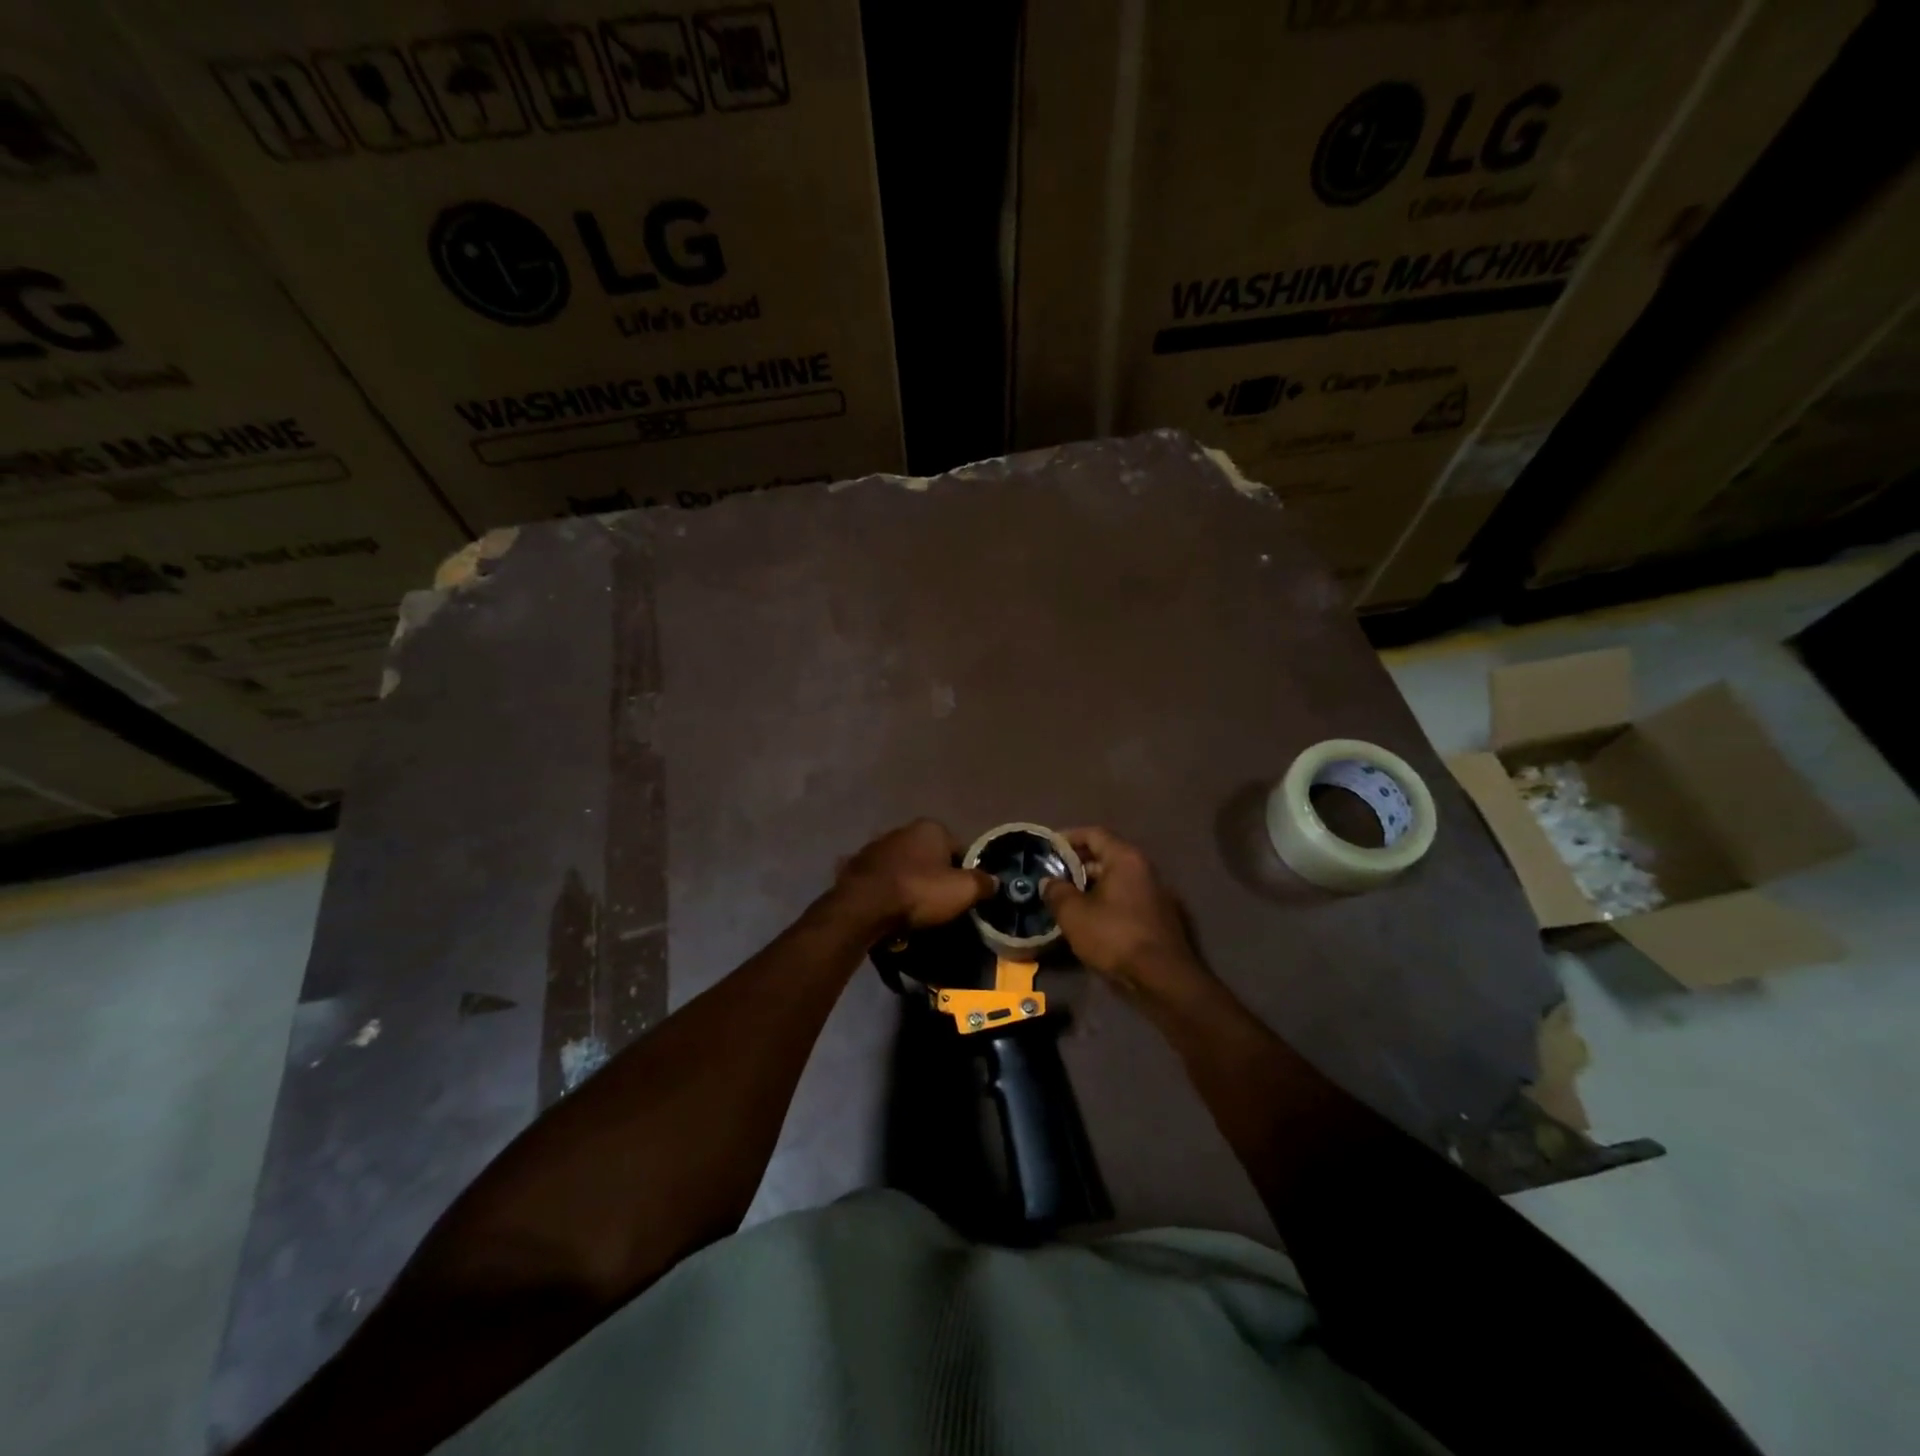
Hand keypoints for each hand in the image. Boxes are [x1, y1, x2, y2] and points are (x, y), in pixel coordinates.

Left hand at [835, 819, 996, 932]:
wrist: (864, 906)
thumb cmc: (919, 892)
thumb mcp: (963, 891)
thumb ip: (983, 883)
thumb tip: (994, 882)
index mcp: (931, 828)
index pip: (959, 849)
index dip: (965, 873)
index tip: (964, 896)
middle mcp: (903, 829)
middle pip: (930, 857)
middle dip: (935, 877)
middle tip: (939, 905)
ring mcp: (876, 846)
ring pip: (903, 867)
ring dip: (908, 883)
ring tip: (912, 911)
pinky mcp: (855, 865)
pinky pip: (880, 880)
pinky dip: (885, 891)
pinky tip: (887, 909)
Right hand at [1042, 827, 1206, 1000]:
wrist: (1162, 979)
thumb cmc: (1114, 936)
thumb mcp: (1074, 914)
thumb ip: (1056, 892)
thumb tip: (1049, 882)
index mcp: (1125, 858)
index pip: (1093, 833)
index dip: (1067, 837)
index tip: (1047, 848)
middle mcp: (1144, 868)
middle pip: (1105, 856)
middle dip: (1077, 864)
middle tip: (1052, 877)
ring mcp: (1155, 893)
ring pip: (1115, 879)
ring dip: (1090, 886)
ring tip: (1065, 899)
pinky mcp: (1158, 916)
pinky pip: (1125, 898)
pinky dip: (1105, 901)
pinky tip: (1088, 919)